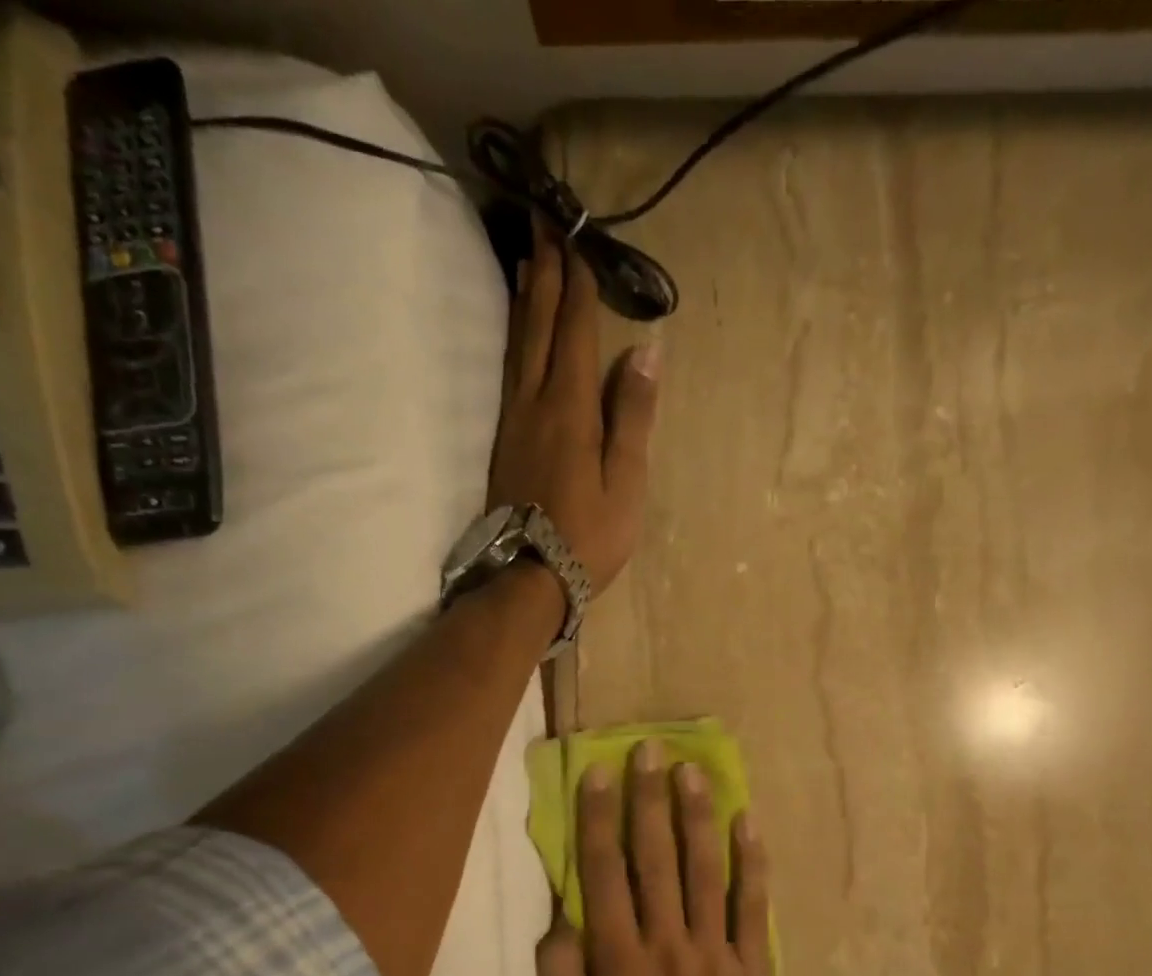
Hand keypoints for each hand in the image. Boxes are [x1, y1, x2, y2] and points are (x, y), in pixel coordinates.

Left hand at [491, 230, 660, 595]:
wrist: (530, 576)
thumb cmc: (589, 536)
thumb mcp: (626, 483)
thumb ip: (634, 416)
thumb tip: (646, 352)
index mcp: (572, 410)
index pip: (576, 333)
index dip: (578, 285)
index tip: (577, 238)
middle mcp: (536, 402)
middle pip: (539, 327)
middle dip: (545, 273)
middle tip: (543, 223)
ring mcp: (515, 420)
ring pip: (518, 345)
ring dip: (525, 299)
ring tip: (529, 260)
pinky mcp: (505, 439)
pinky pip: (509, 371)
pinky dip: (515, 338)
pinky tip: (517, 331)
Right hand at [536, 739, 772, 975]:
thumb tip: (563, 914)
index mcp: (619, 962)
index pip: (605, 874)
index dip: (600, 820)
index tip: (600, 773)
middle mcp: (667, 945)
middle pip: (656, 860)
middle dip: (651, 800)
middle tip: (651, 750)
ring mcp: (715, 954)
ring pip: (706, 872)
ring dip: (698, 818)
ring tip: (694, 771)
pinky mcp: (751, 969)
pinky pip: (754, 909)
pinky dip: (753, 865)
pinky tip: (749, 824)